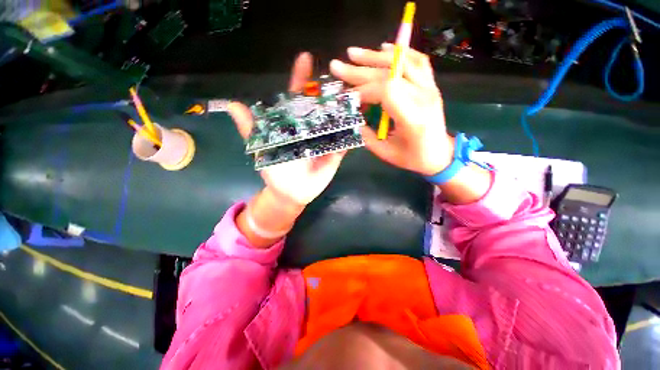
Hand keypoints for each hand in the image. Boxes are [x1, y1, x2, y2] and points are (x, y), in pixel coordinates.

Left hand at [228, 52, 346, 205]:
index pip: (297, 98)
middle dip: (330, 90)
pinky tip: (361, 118)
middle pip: (321, 106)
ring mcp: (325, 141)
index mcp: (294, 125)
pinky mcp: (335, 153)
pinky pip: (345, 141)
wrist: (291, 193)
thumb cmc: (276, 171)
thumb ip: (251, 129)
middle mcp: (311, 129)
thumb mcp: (262, 149)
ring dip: (346, 108)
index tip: (305, 58)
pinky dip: (353, 131)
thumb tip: (232, 105)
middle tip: (342, 74)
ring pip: (336, 121)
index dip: (300, 79)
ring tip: (357, 91)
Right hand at [330, 43, 453, 175]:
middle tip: (338, 66)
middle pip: (390, 73)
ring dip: (375, 56)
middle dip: (361, 70)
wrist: (440, 154)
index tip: (348, 97)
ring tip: (353, 53)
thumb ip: (368, 137)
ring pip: (403, 61)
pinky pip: (417, 60)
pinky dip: (399, 51)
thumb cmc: (413, 157)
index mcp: (413, 118)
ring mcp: (430, 87)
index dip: (363, 90)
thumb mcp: (386, 153)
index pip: (387, 90)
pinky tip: (384, 48)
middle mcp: (424, 97)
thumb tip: (354, 118)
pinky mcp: (430, 84)